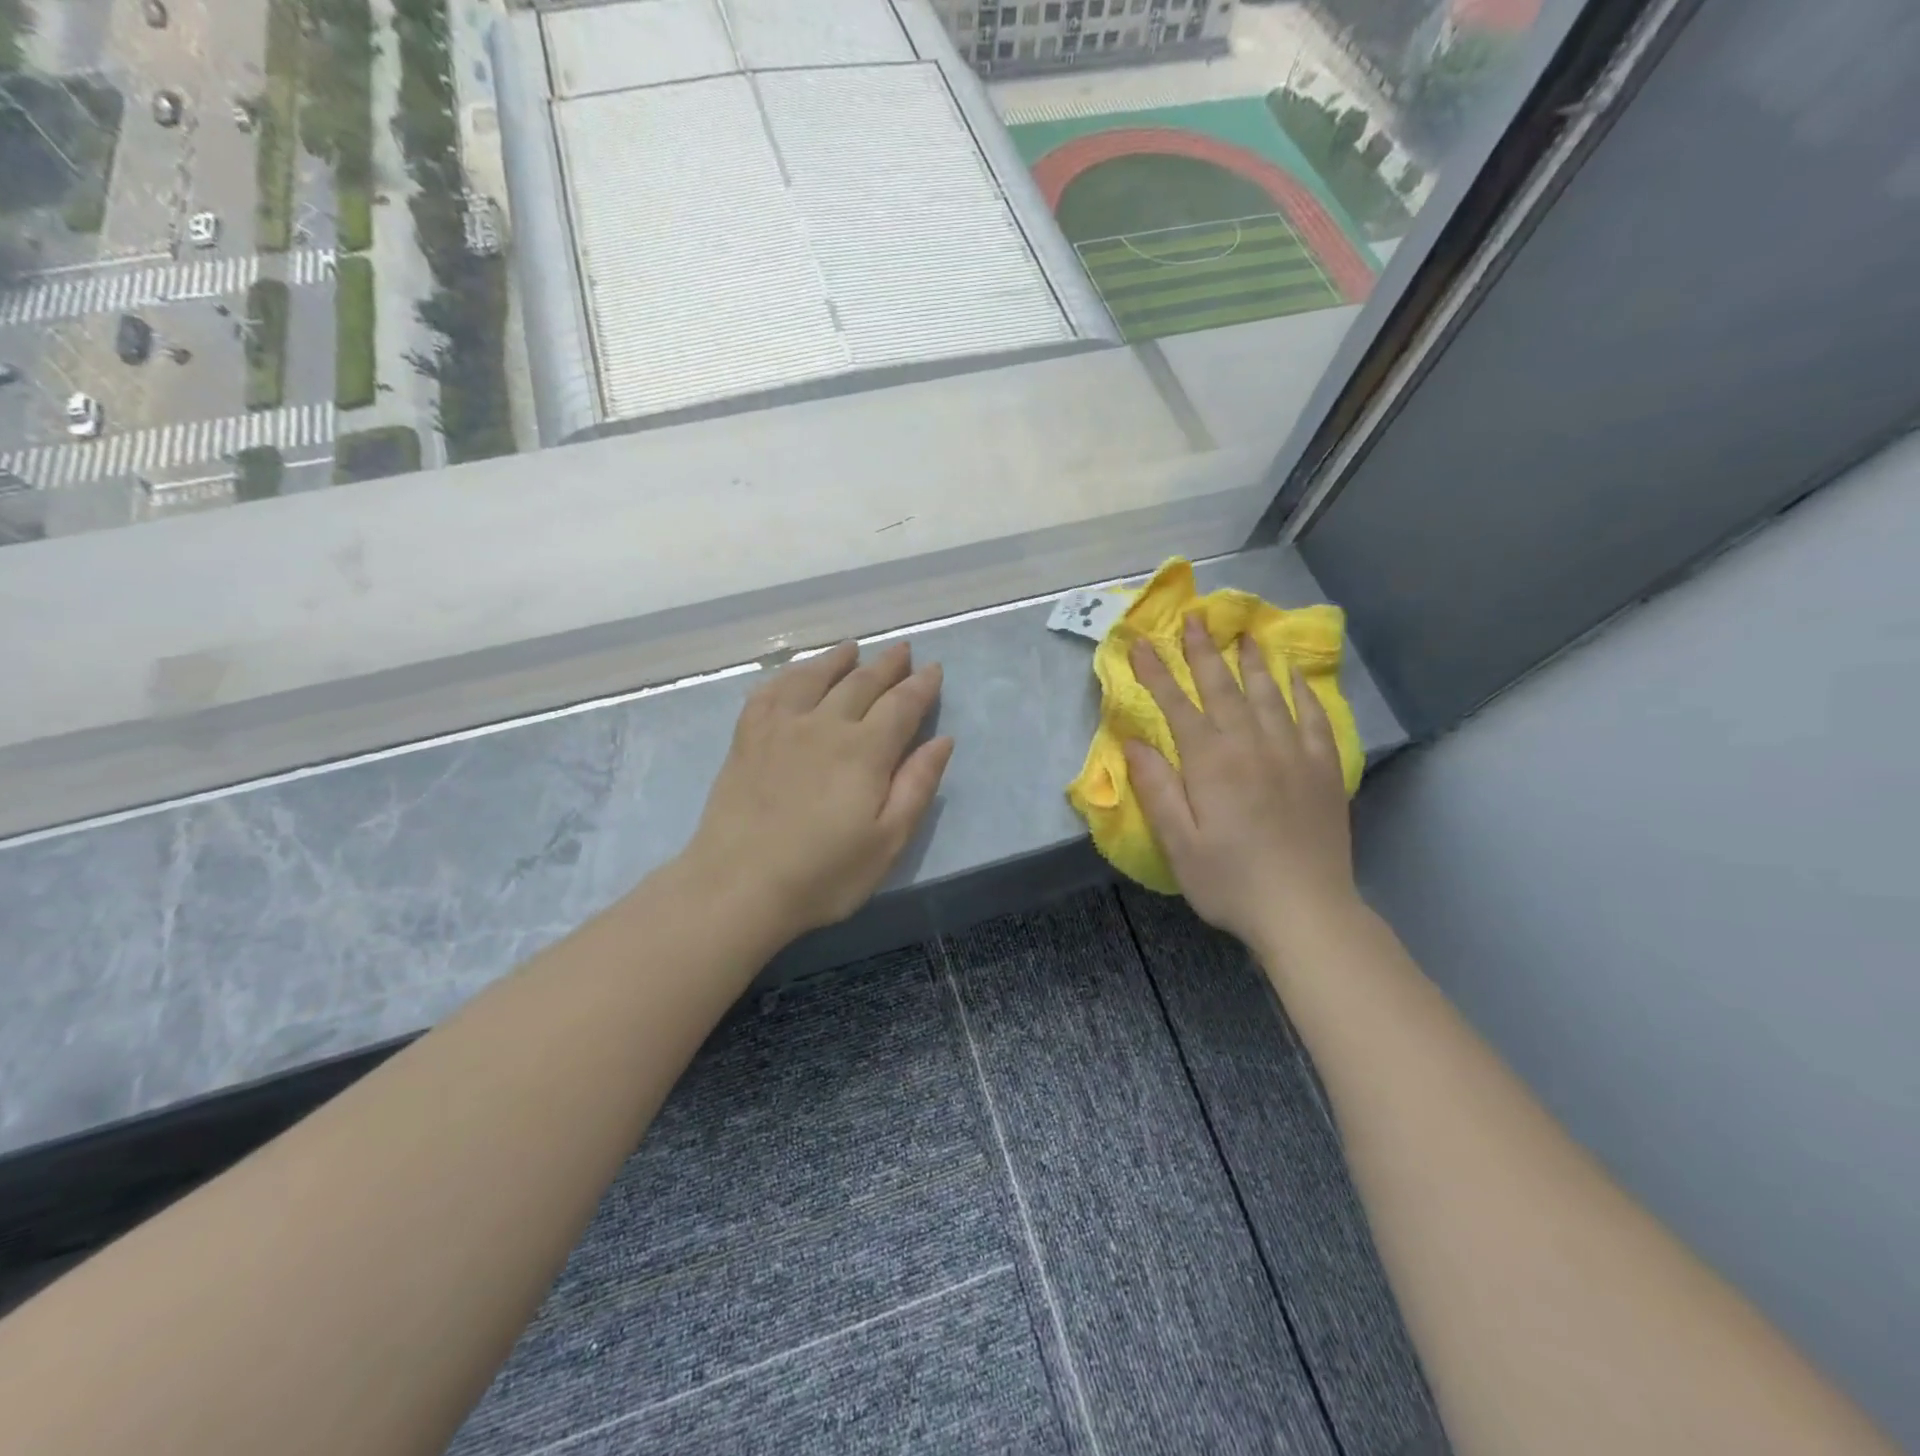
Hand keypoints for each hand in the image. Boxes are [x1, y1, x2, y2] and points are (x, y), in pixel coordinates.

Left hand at [681, 641, 953, 939]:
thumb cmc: (823, 874)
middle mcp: (825, 725)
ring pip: (815, 677)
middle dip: (887, 665)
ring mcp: (781, 727)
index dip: (921, 686)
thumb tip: (941, 740)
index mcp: (865, 751)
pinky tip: (795, 674)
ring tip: (852, 649)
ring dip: (838, 660)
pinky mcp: (747, 738)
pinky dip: (788, 675)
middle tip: (902, 650)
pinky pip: (770, 691)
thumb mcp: (888, 841)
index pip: (901, 705)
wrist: (738, 886)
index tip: (933, 669)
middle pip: (862, 683)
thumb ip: (917, 786)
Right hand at [1123, 617, 1357, 950]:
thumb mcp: (1177, 843)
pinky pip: (1314, 718)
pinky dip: (1301, 692)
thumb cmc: (1230, 881)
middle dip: (1204, 651)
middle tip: (1194, 618)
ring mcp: (1294, 754)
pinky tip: (1295, 677)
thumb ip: (1156, 788)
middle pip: (1224, 688)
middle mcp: (1253, 746)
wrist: (1306, 911)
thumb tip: (1134, 742)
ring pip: (1270, 694)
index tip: (1142, 643)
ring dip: (1253, 661)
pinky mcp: (1324, 770)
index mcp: (1212, 762)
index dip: (1158, 673)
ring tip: (1244, 633)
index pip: (1177, 705)